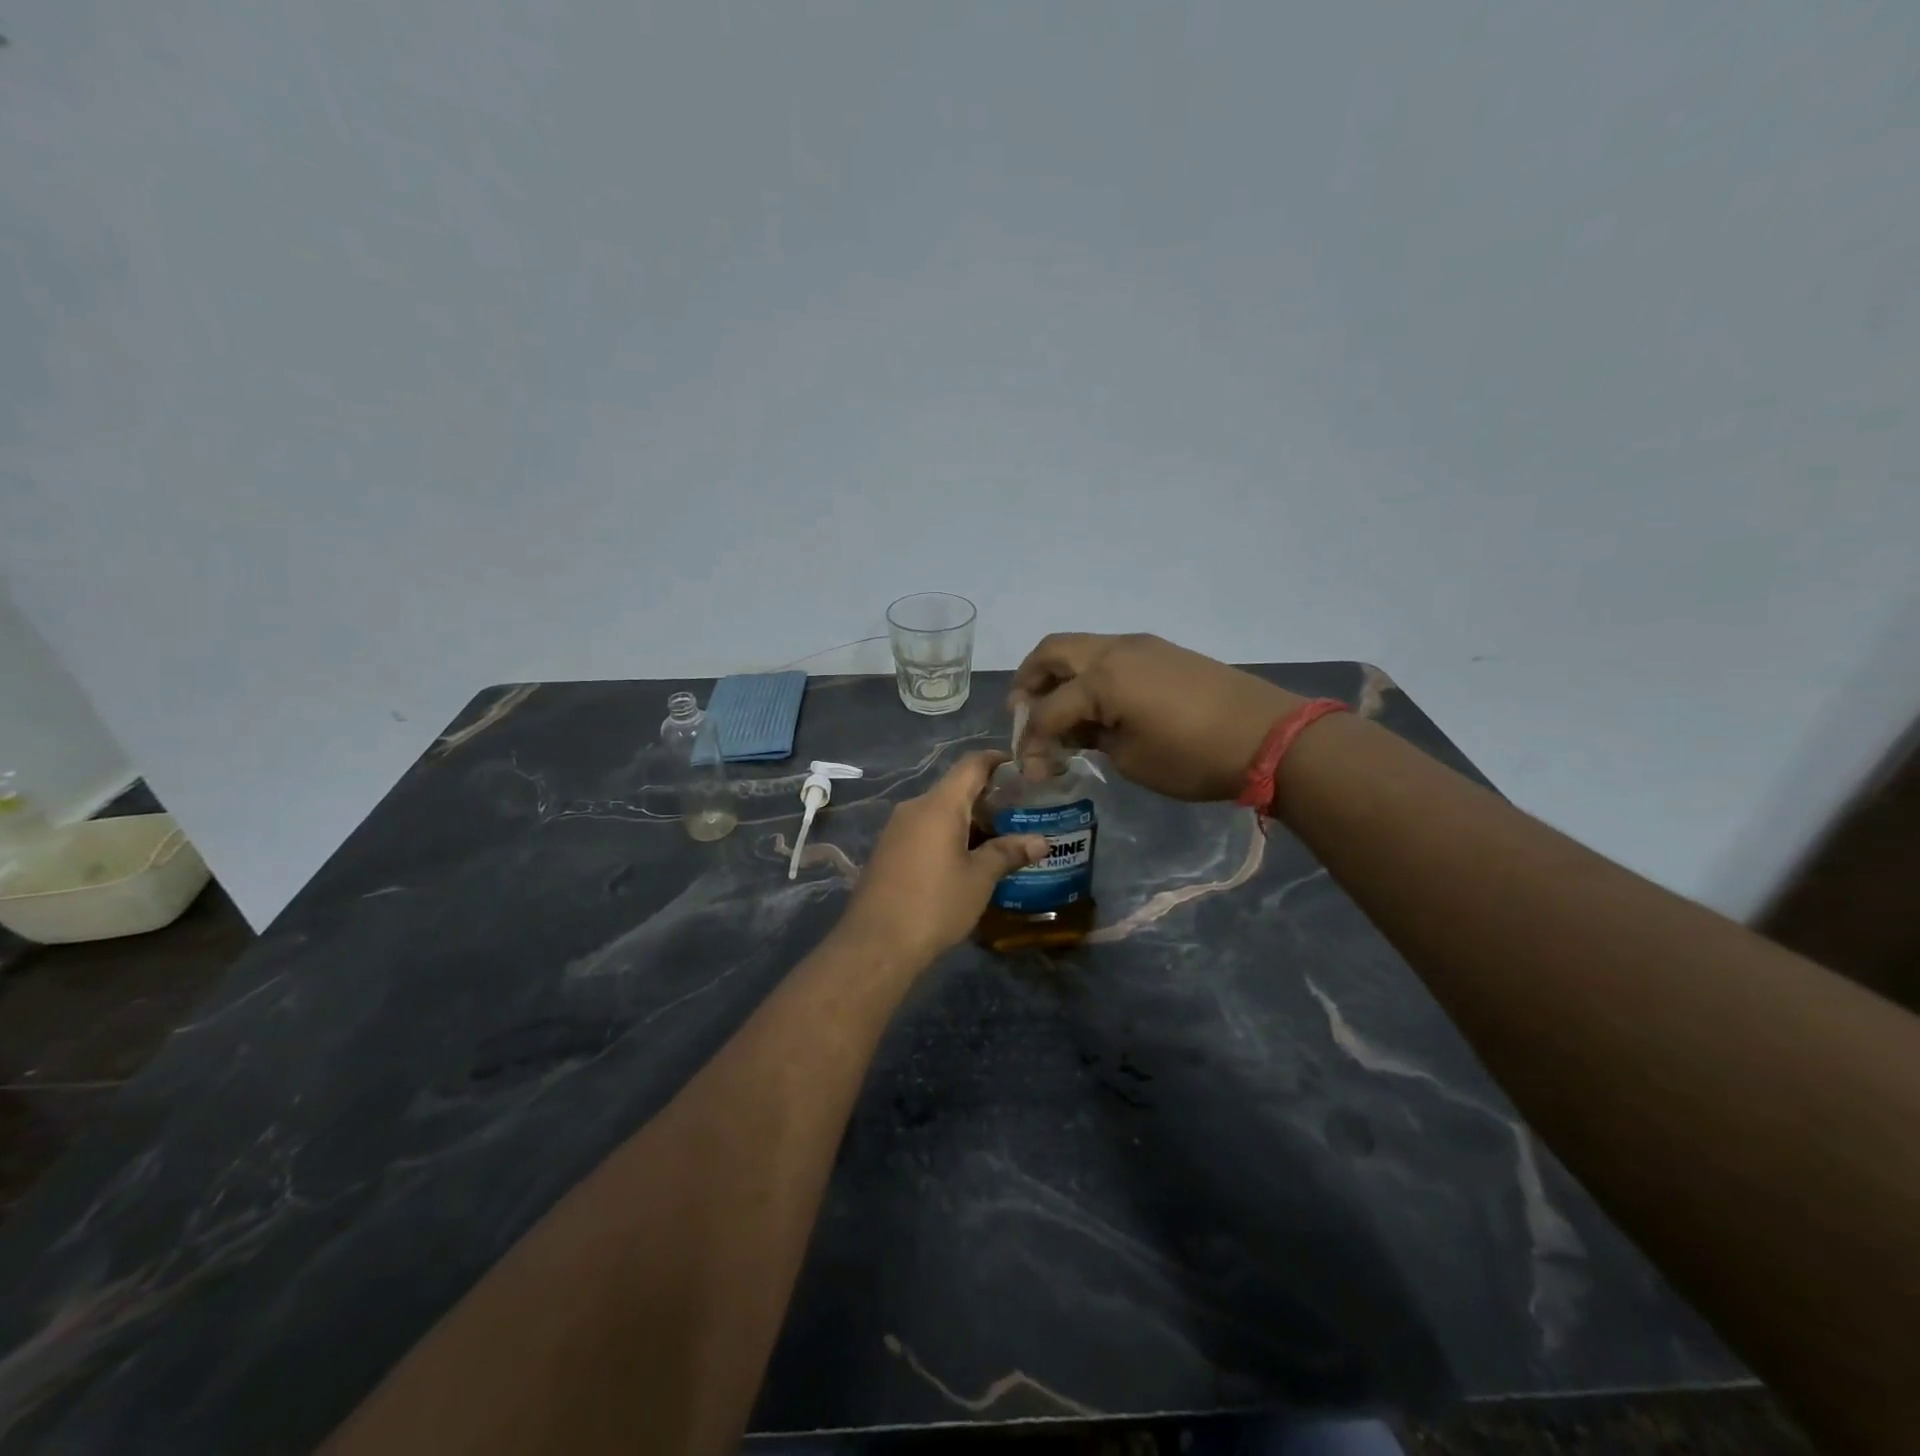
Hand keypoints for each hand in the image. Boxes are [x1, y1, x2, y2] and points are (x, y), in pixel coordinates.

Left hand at [838, 752, 1046, 966]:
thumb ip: (1008, 853)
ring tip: (1001, 838)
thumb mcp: (979, 879)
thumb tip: (1041, 841)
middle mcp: (915, 807)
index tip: (1023, 769)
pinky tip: (968, 859)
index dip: (998, 760)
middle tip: (1021, 813)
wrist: (876, 943)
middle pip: (956, 788)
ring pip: (940, 811)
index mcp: (939, 805)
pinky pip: (925, 830)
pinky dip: (949, 835)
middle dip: (989, 797)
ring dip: (969, 820)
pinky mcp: (888, 850)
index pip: (972, 764)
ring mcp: (897, 829)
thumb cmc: (934, 904)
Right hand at [1012, 633, 1304, 801]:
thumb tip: (1076, 734)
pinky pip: (1108, 655)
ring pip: (1081, 648)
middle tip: (1021, 713)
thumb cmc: (1193, 756)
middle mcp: (1114, 651)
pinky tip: (1096, 706)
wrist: (1268, 737)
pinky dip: (1088, 675)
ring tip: (1058, 712)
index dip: (1031, 740)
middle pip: (1051, 652)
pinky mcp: (1161, 652)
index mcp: (1101, 678)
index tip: (1030, 770)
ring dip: (1059, 675)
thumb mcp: (1131, 759)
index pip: (1047, 709)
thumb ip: (1092, 741)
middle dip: (1028, 681)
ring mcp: (1141, 646)